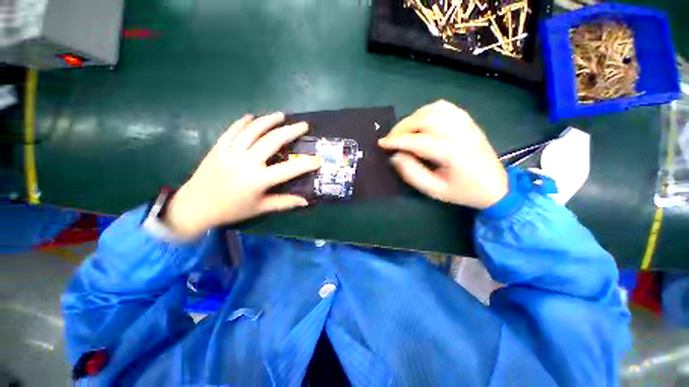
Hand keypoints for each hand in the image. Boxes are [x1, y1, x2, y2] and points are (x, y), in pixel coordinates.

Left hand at [164, 112, 320, 238]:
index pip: (289, 169)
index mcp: (258, 180)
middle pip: (272, 141)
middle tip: (303, 125)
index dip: (306, 164)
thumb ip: (284, 203)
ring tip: (281, 115)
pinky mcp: (218, 147)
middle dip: (290, 131)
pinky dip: (243, 122)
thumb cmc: (232, 210)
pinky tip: (252, 116)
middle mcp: (246, 162)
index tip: (319, 159)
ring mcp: (230, 152)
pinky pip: (232, 130)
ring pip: (252, 130)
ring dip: (269, 120)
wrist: (195, 206)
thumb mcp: (261, 208)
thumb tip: (305, 202)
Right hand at [378, 100, 507, 209]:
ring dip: (413, 118)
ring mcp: (465, 124)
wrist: (496, 186)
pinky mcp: (468, 121)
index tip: (381, 143)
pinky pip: (444, 107)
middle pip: (424, 119)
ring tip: (404, 131)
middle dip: (401, 127)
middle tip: (390, 139)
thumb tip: (395, 156)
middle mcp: (459, 133)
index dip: (396, 141)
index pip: (417, 140)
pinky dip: (427, 112)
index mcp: (452, 153)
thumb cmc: (463, 192)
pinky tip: (421, 122)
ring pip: (433, 109)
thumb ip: (412, 173)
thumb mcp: (434, 190)